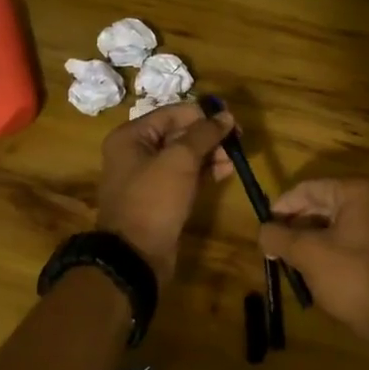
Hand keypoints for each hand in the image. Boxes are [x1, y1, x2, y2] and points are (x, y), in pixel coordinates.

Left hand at [96, 102, 234, 284]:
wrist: (135, 256)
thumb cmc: (153, 200)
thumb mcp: (180, 161)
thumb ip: (204, 134)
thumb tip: (226, 116)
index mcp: (131, 136)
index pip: (173, 113)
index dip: (203, 115)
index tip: (232, 122)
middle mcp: (136, 152)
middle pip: (179, 133)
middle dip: (209, 136)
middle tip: (237, 143)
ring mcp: (148, 176)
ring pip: (184, 156)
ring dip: (210, 154)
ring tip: (234, 159)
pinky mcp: (160, 197)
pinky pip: (185, 176)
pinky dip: (204, 171)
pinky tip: (226, 171)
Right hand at [261, 179, 368, 369]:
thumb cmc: (350, 276)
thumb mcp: (307, 254)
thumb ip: (279, 237)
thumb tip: (262, 231)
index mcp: (357, 193)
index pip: (309, 189)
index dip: (282, 207)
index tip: (263, 227)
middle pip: (321, 204)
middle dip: (294, 225)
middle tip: (272, 246)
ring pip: (332, 225)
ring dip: (307, 240)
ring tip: (287, 260)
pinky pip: (345, 240)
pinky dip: (325, 250)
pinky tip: (309, 269)